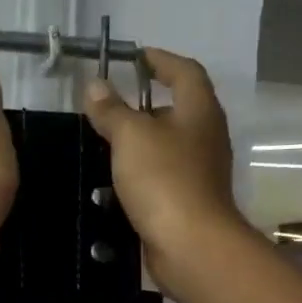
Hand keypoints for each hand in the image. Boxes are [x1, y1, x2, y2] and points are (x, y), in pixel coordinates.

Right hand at [82, 49, 243, 293]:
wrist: (190, 245)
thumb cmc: (164, 180)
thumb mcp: (131, 137)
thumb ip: (112, 110)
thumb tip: (96, 85)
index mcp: (199, 111)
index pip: (185, 72)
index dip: (161, 60)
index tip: (135, 57)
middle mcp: (206, 136)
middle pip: (179, 109)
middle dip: (146, 103)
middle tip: (112, 104)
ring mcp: (200, 171)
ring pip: (169, 144)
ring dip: (141, 140)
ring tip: (106, 141)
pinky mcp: (188, 200)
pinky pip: (163, 174)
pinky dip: (141, 170)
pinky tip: (116, 179)